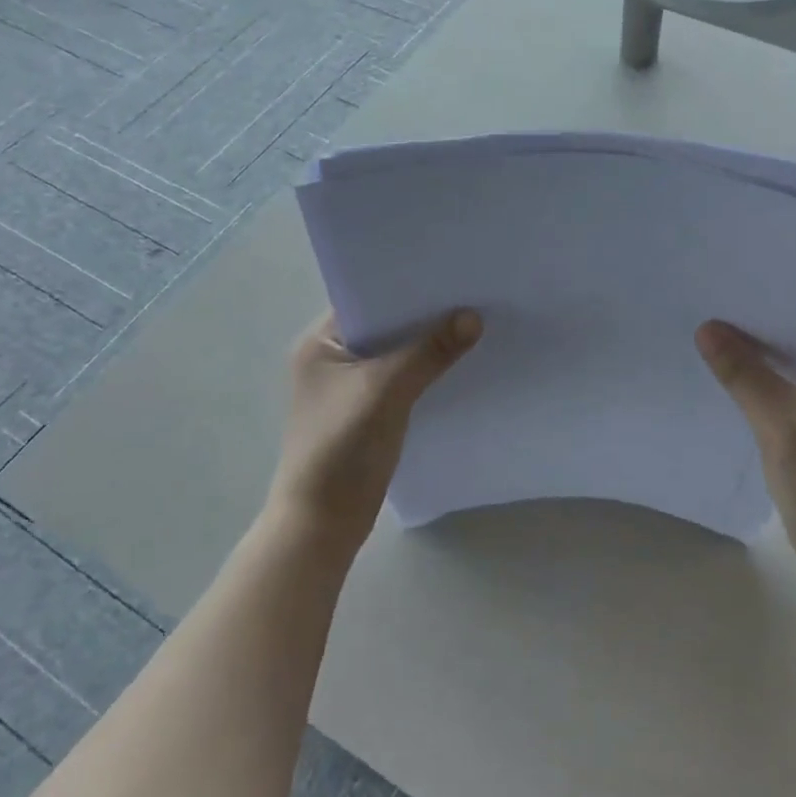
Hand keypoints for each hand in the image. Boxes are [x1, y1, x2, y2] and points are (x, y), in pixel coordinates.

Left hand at [269, 309, 481, 554]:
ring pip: (396, 352)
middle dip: (424, 314)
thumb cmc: (341, 448)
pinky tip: (458, 364)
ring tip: (474, 323)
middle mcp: (332, 357)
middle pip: (386, 324)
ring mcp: (348, 386)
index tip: (450, 271)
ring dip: (427, 344)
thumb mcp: (386, 392)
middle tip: (472, 294)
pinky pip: (401, 377)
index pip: (368, 297)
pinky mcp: (366, 410)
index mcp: (321, 342)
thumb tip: (474, 317)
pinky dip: (425, 371)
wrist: (322, 525)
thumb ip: (429, 352)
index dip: (407, 285)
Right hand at [696, 322, 795, 580]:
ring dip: (754, 362)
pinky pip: (785, 391)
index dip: (765, 308)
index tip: (722, 295)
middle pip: (795, 340)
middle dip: (754, 334)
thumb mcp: (781, 421)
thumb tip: (706, 327)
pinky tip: (724, 378)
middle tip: (705, 312)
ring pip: (787, 367)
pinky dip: (759, 387)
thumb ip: (743, 372)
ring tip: (706, 339)